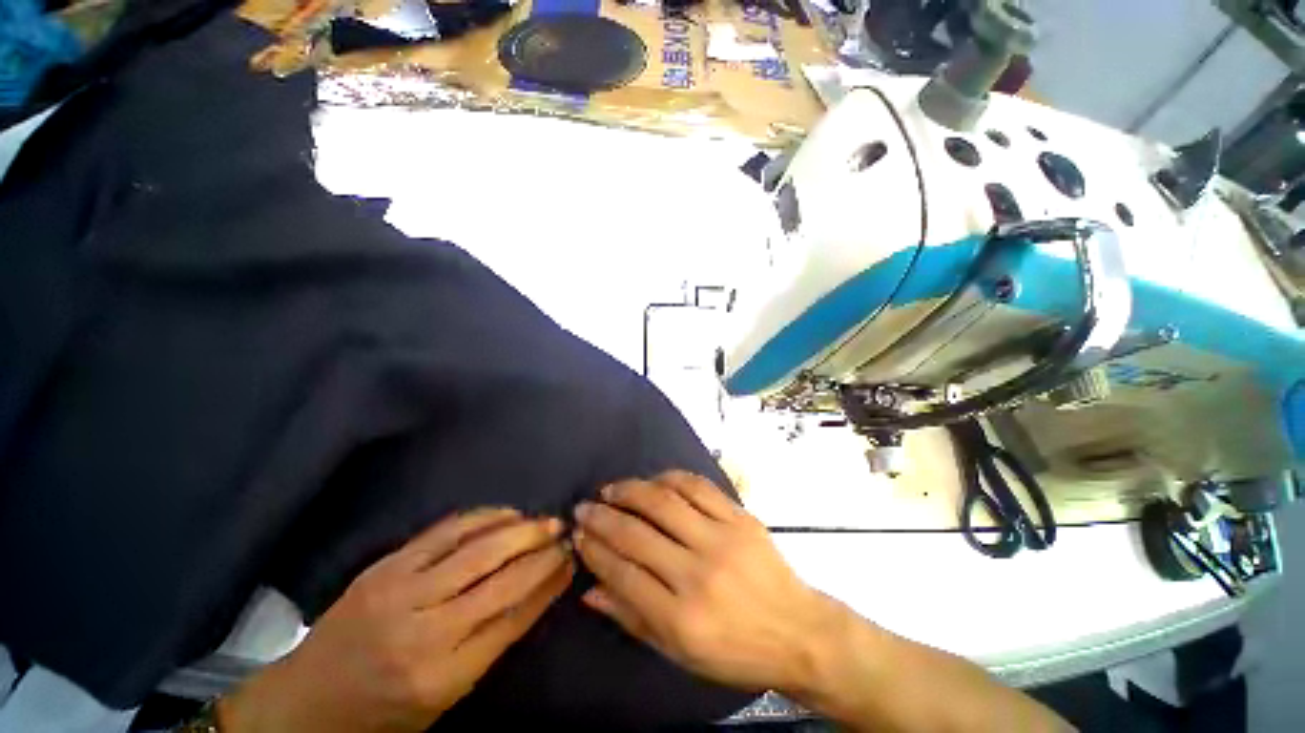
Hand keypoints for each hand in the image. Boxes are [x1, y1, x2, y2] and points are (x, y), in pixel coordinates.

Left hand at [219, 509, 573, 732]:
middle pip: (501, 579)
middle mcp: (425, 631)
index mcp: (443, 675)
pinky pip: (447, 531)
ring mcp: (401, 592)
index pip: (514, 617)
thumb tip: (542, 587)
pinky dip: (484, 517)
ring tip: (545, 520)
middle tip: (565, 532)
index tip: (570, 561)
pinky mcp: (387, 566)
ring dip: (520, 529)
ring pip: (478, 548)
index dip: (548, 583)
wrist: (308, 701)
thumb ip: (494, 640)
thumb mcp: (446, 696)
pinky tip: (507, 513)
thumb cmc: (386, 710)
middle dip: (541, 551)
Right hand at [572, 471, 841, 692]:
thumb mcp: (679, 653)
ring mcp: (721, 539)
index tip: (578, 534)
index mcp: (680, 617)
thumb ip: (632, 618)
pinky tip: (653, 480)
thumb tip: (590, 590)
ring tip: (611, 488)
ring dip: (631, 490)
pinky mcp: (739, 518)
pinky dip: (670, 478)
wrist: (798, 631)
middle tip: (584, 506)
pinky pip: (698, 487)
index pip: (622, 573)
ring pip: (664, 502)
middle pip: (637, 534)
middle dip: (602, 517)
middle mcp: (697, 573)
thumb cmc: (736, 651)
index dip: (594, 550)